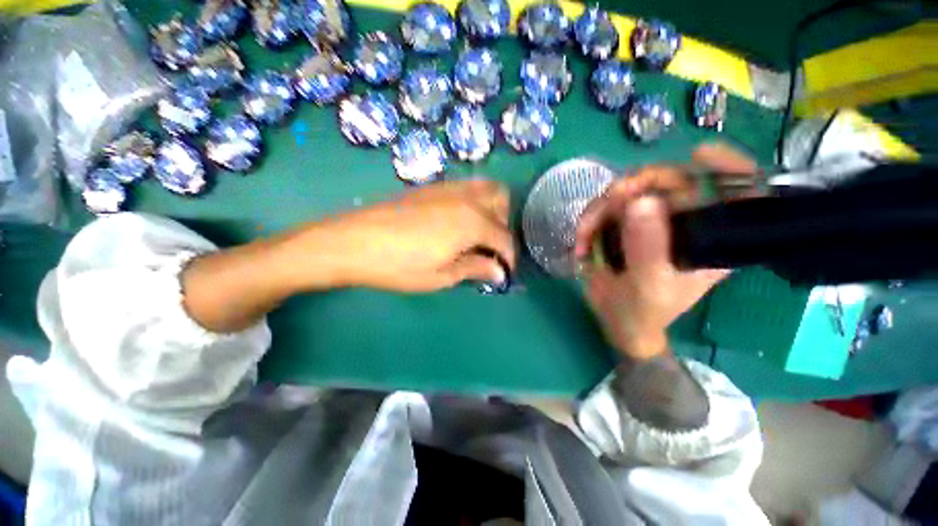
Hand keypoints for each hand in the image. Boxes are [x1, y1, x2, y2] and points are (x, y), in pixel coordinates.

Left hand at [307, 179, 514, 291]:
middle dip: (504, 225)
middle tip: (491, 248)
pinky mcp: (432, 186)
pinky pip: (465, 188)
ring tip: (477, 234)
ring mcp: (448, 187)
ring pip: (485, 188)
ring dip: (491, 209)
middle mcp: (466, 197)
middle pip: (502, 200)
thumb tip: (499, 273)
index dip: (508, 257)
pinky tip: (457, 223)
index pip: (504, 238)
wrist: (353, 242)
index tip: (504, 272)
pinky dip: (473, 202)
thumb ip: (475, 269)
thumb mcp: (442, 275)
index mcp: (473, 221)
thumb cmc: (400, 265)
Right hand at [573, 144, 756, 360]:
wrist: (615, 318)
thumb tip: (640, 201)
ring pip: (631, 190)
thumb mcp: (649, 286)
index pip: (740, 191)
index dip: (729, 166)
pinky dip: (589, 219)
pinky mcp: (625, 222)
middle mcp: (686, 222)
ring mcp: (652, 219)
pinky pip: (607, 205)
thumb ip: (648, 249)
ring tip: (584, 236)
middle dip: (637, 186)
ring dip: (601, 209)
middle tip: (610, 200)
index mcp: (712, 239)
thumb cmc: (644, 311)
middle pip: (672, 180)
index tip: (700, 155)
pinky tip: (581, 241)